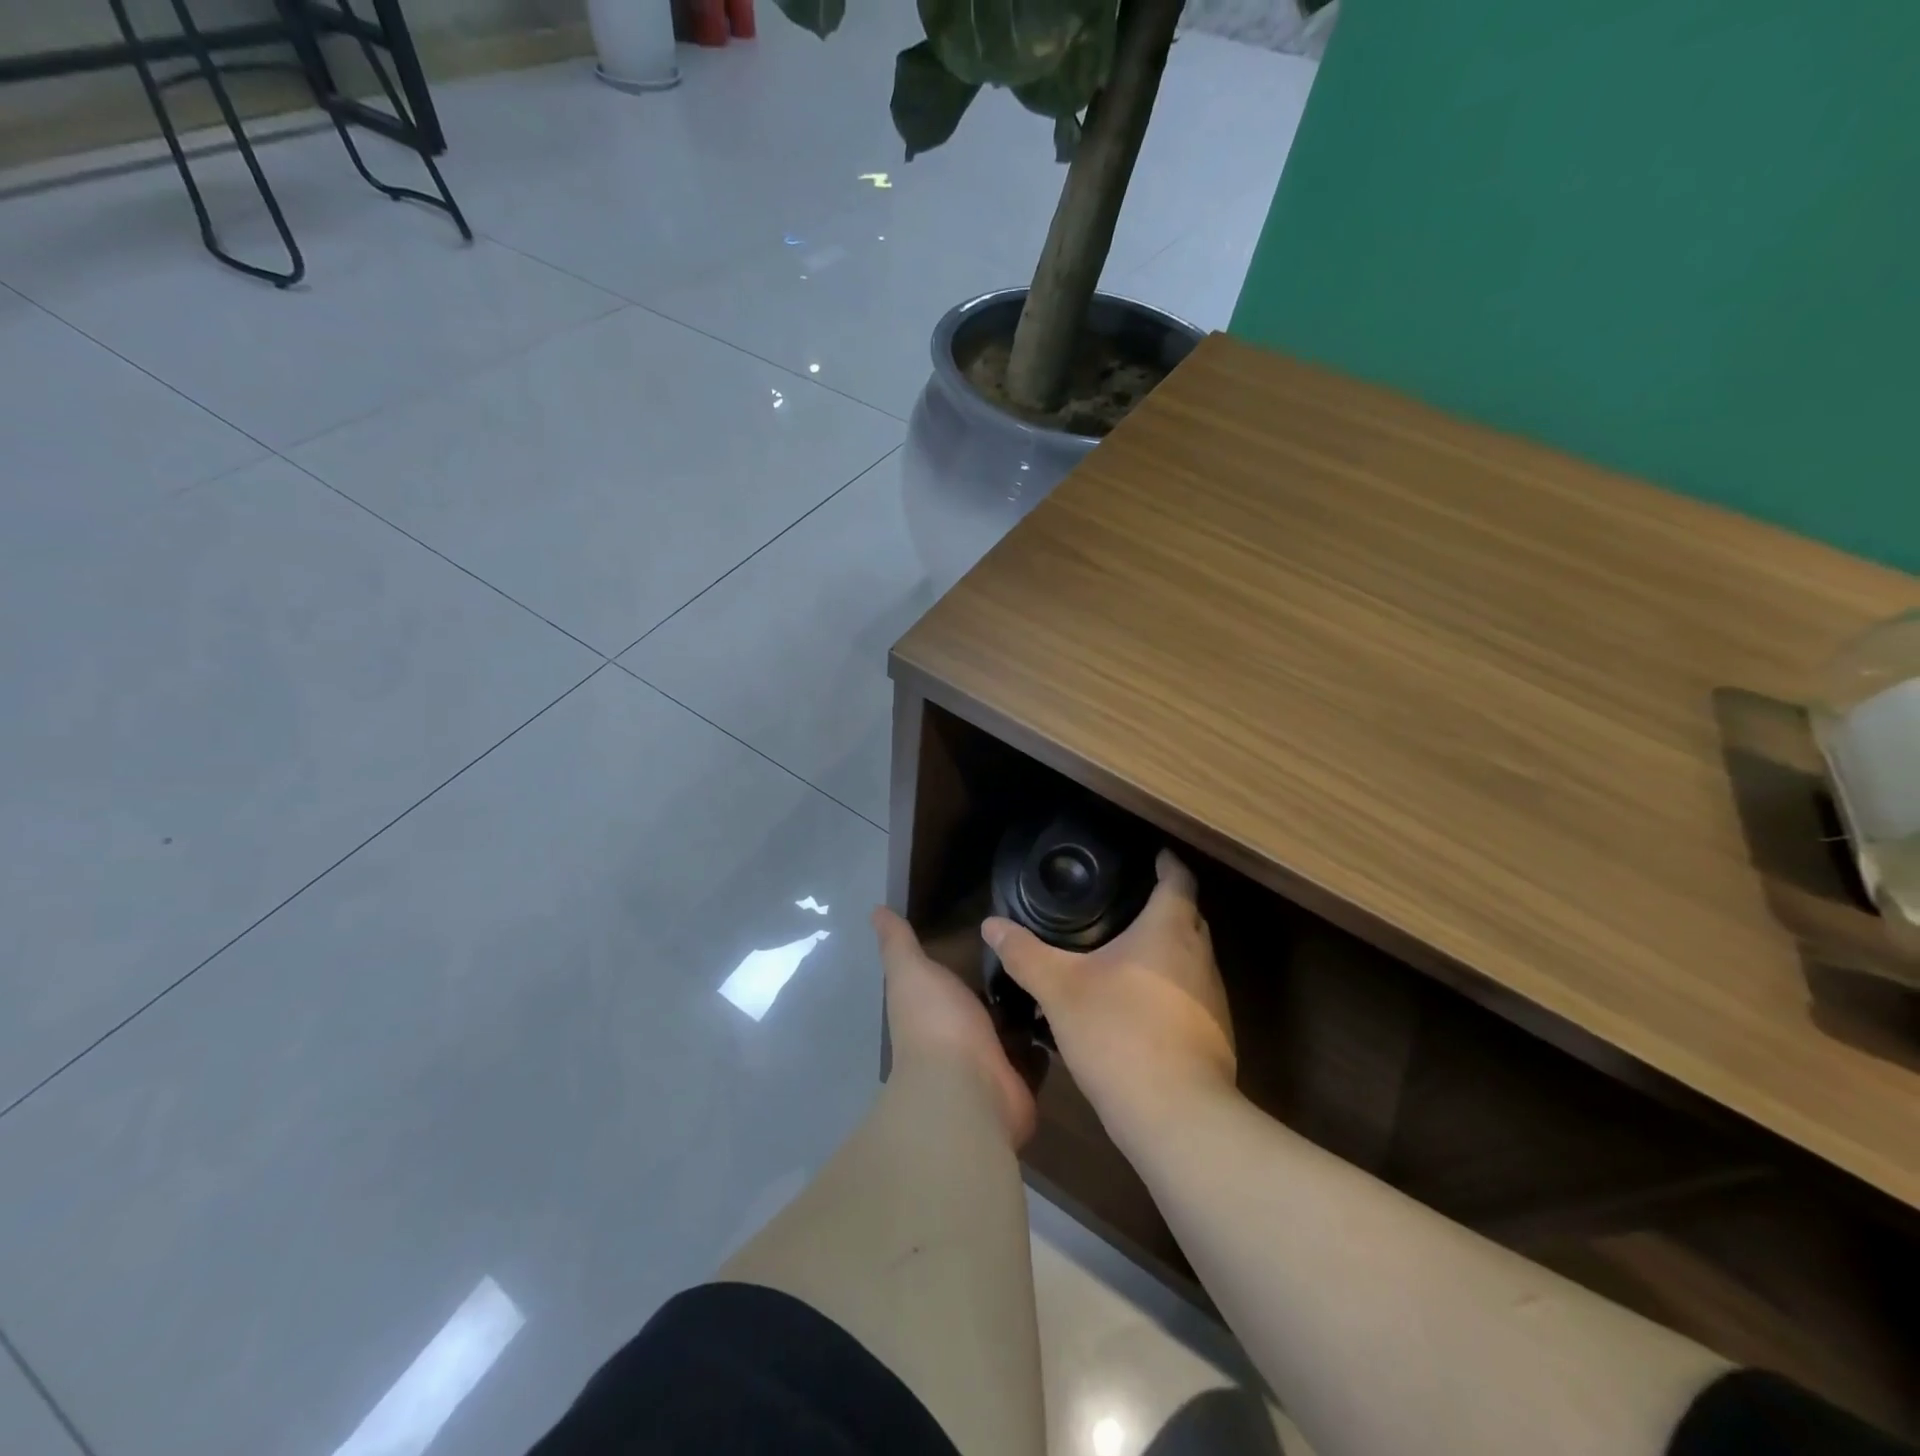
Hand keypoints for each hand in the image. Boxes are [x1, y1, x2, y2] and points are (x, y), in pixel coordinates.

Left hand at [874, 907, 1037, 1146]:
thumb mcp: (912, 971)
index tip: (999, 929)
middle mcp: (959, 1034)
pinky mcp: (1020, 1081)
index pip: (953, 979)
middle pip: (987, 1003)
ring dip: (1030, 1010)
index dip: (970, 958)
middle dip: (1008, 983)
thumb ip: (898, 943)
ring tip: (1061, 974)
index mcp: (933, 1007)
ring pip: (1014, 1028)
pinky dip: (1048, 1042)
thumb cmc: (937, 1022)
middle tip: (1041, 948)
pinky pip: (1037, 1057)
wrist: (967, 1089)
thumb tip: (875, 909)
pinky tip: (1070, 1012)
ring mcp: (990, 1061)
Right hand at [983, 850, 1234, 1148]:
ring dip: (1168, 949)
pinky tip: (1140, 1004)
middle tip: (1126, 901)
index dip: (1167, 862)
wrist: (1176, 1116)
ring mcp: (1214, 998)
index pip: (1178, 879)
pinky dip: (1171, 986)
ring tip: (1129, 950)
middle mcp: (1200, 956)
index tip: (1151, 854)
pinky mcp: (1215, 1035)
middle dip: (1165, 904)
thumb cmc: (1118, 1033)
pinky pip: (1192, 994)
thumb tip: (990, 924)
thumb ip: (1025, 954)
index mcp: (1169, 929)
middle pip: (1189, 916)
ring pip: (1192, 957)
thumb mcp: (1059, 989)